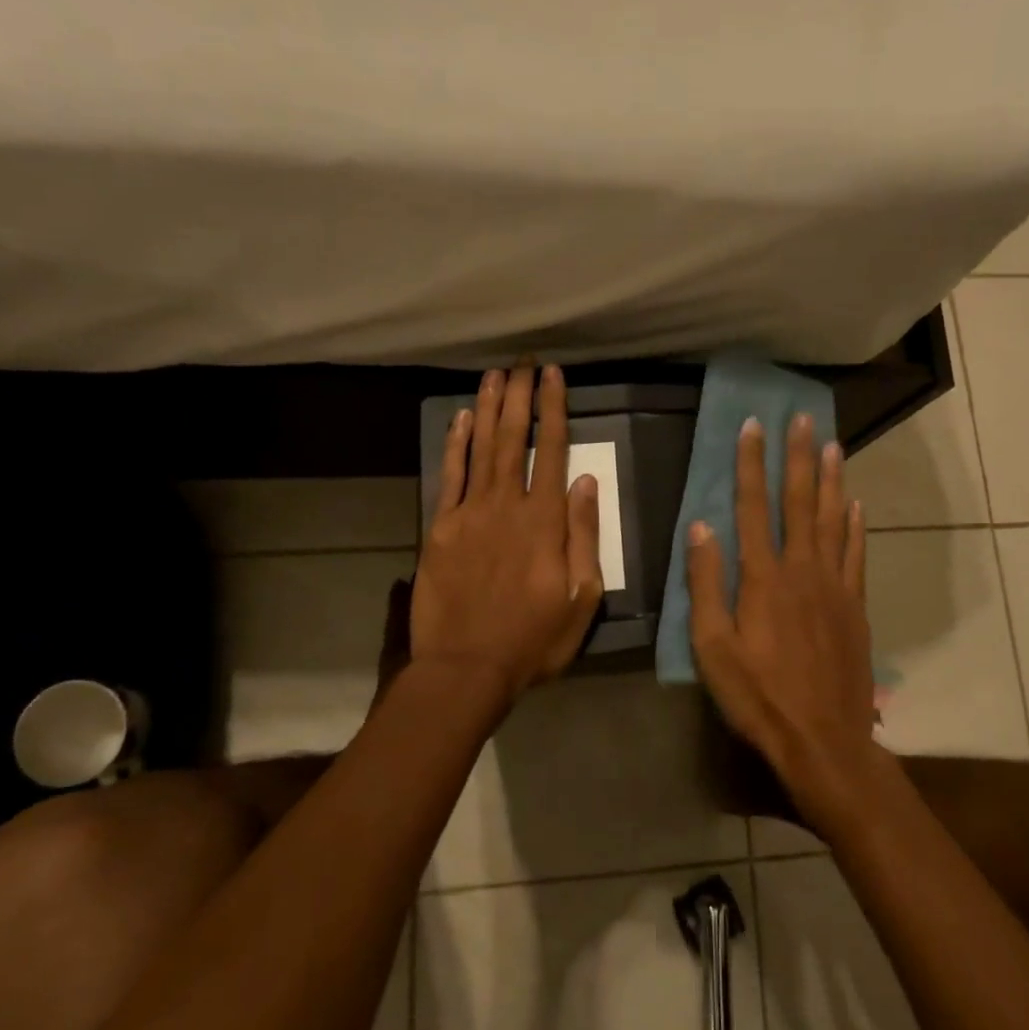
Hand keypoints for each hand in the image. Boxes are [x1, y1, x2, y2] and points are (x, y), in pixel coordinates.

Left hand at [411, 363, 603, 704]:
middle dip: (521, 396)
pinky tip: (461, 418)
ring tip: (495, 374)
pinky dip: (455, 445)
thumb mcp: (581, 597)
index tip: (554, 376)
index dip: (554, 409)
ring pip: (482, 448)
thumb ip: (584, 536)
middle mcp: (507, 505)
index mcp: (545, 521)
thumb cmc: (534, 639)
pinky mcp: (440, 528)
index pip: (554, 451)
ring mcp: (469, 513)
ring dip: (489, 408)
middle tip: (524, 361)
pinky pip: (449, 476)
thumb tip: (587, 483)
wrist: (466, 668)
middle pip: (515, 439)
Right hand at [687, 414, 878, 828]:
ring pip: (833, 520)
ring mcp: (834, 586)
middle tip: (803, 419)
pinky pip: (857, 554)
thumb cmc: (758, 696)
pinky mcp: (855, 606)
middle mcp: (801, 570)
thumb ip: (705, 584)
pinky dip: (856, 525)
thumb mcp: (712, 647)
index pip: (753, 507)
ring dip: (831, 480)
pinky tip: (856, 504)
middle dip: (798, 457)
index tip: (753, 427)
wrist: (823, 739)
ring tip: (833, 445)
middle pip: (799, 502)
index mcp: (762, 578)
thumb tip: (700, 527)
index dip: (751, 464)